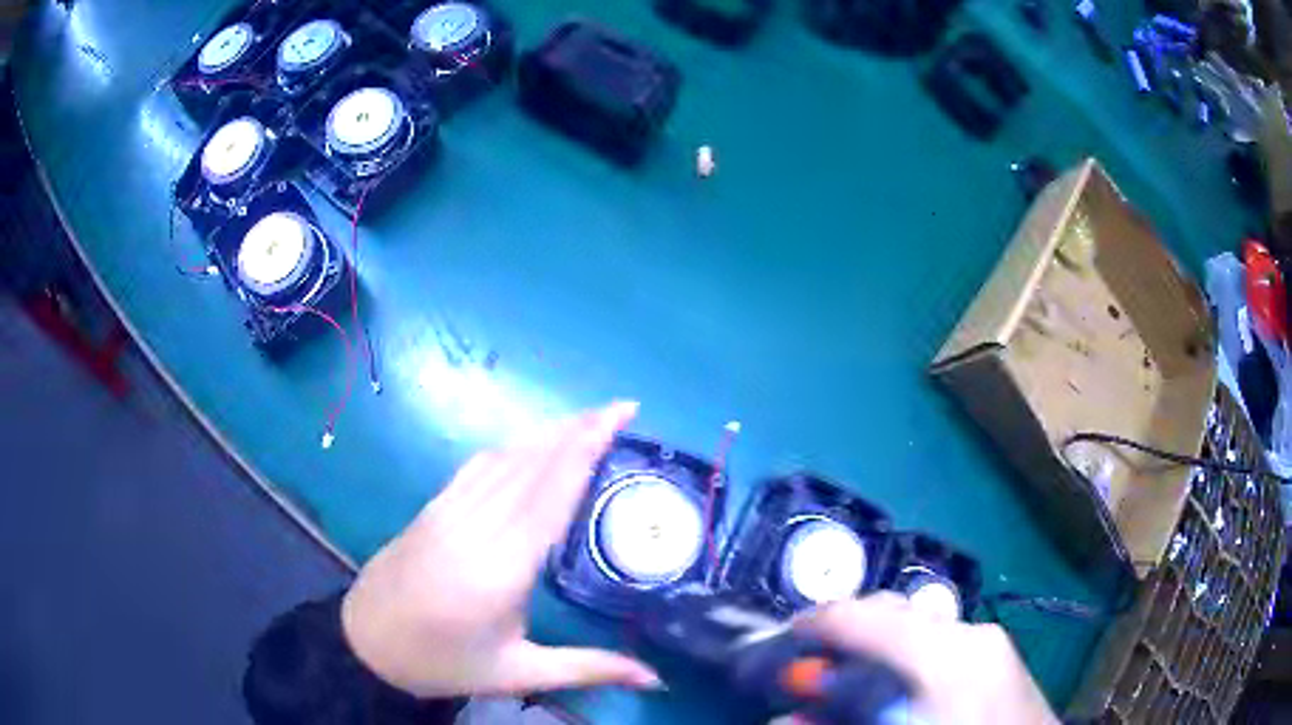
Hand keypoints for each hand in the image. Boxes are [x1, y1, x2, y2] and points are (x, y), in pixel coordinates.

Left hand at [341, 401, 660, 697]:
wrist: (365, 643)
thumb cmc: (443, 662)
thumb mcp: (518, 674)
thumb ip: (589, 669)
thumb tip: (655, 678)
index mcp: (500, 569)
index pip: (550, 494)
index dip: (585, 449)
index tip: (619, 417)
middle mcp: (474, 527)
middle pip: (532, 464)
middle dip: (578, 429)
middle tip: (621, 409)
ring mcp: (448, 511)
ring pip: (505, 457)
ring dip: (549, 432)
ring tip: (589, 419)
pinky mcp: (433, 507)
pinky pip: (479, 465)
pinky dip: (513, 446)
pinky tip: (532, 442)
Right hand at [795, 593, 1058, 724]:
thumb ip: (841, 722)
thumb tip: (786, 716)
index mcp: (947, 653)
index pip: (868, 617)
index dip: (819, 622)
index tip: (786, 637)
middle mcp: (971, 634)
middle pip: (895, 610)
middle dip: (848, 631)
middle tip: (814, 666)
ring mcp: (991, 643)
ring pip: (920, 623)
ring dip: (878, 643)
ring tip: (853, 677)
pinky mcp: (1000, 658)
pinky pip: (942, 640)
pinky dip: (908, 654)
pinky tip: (898, 686)